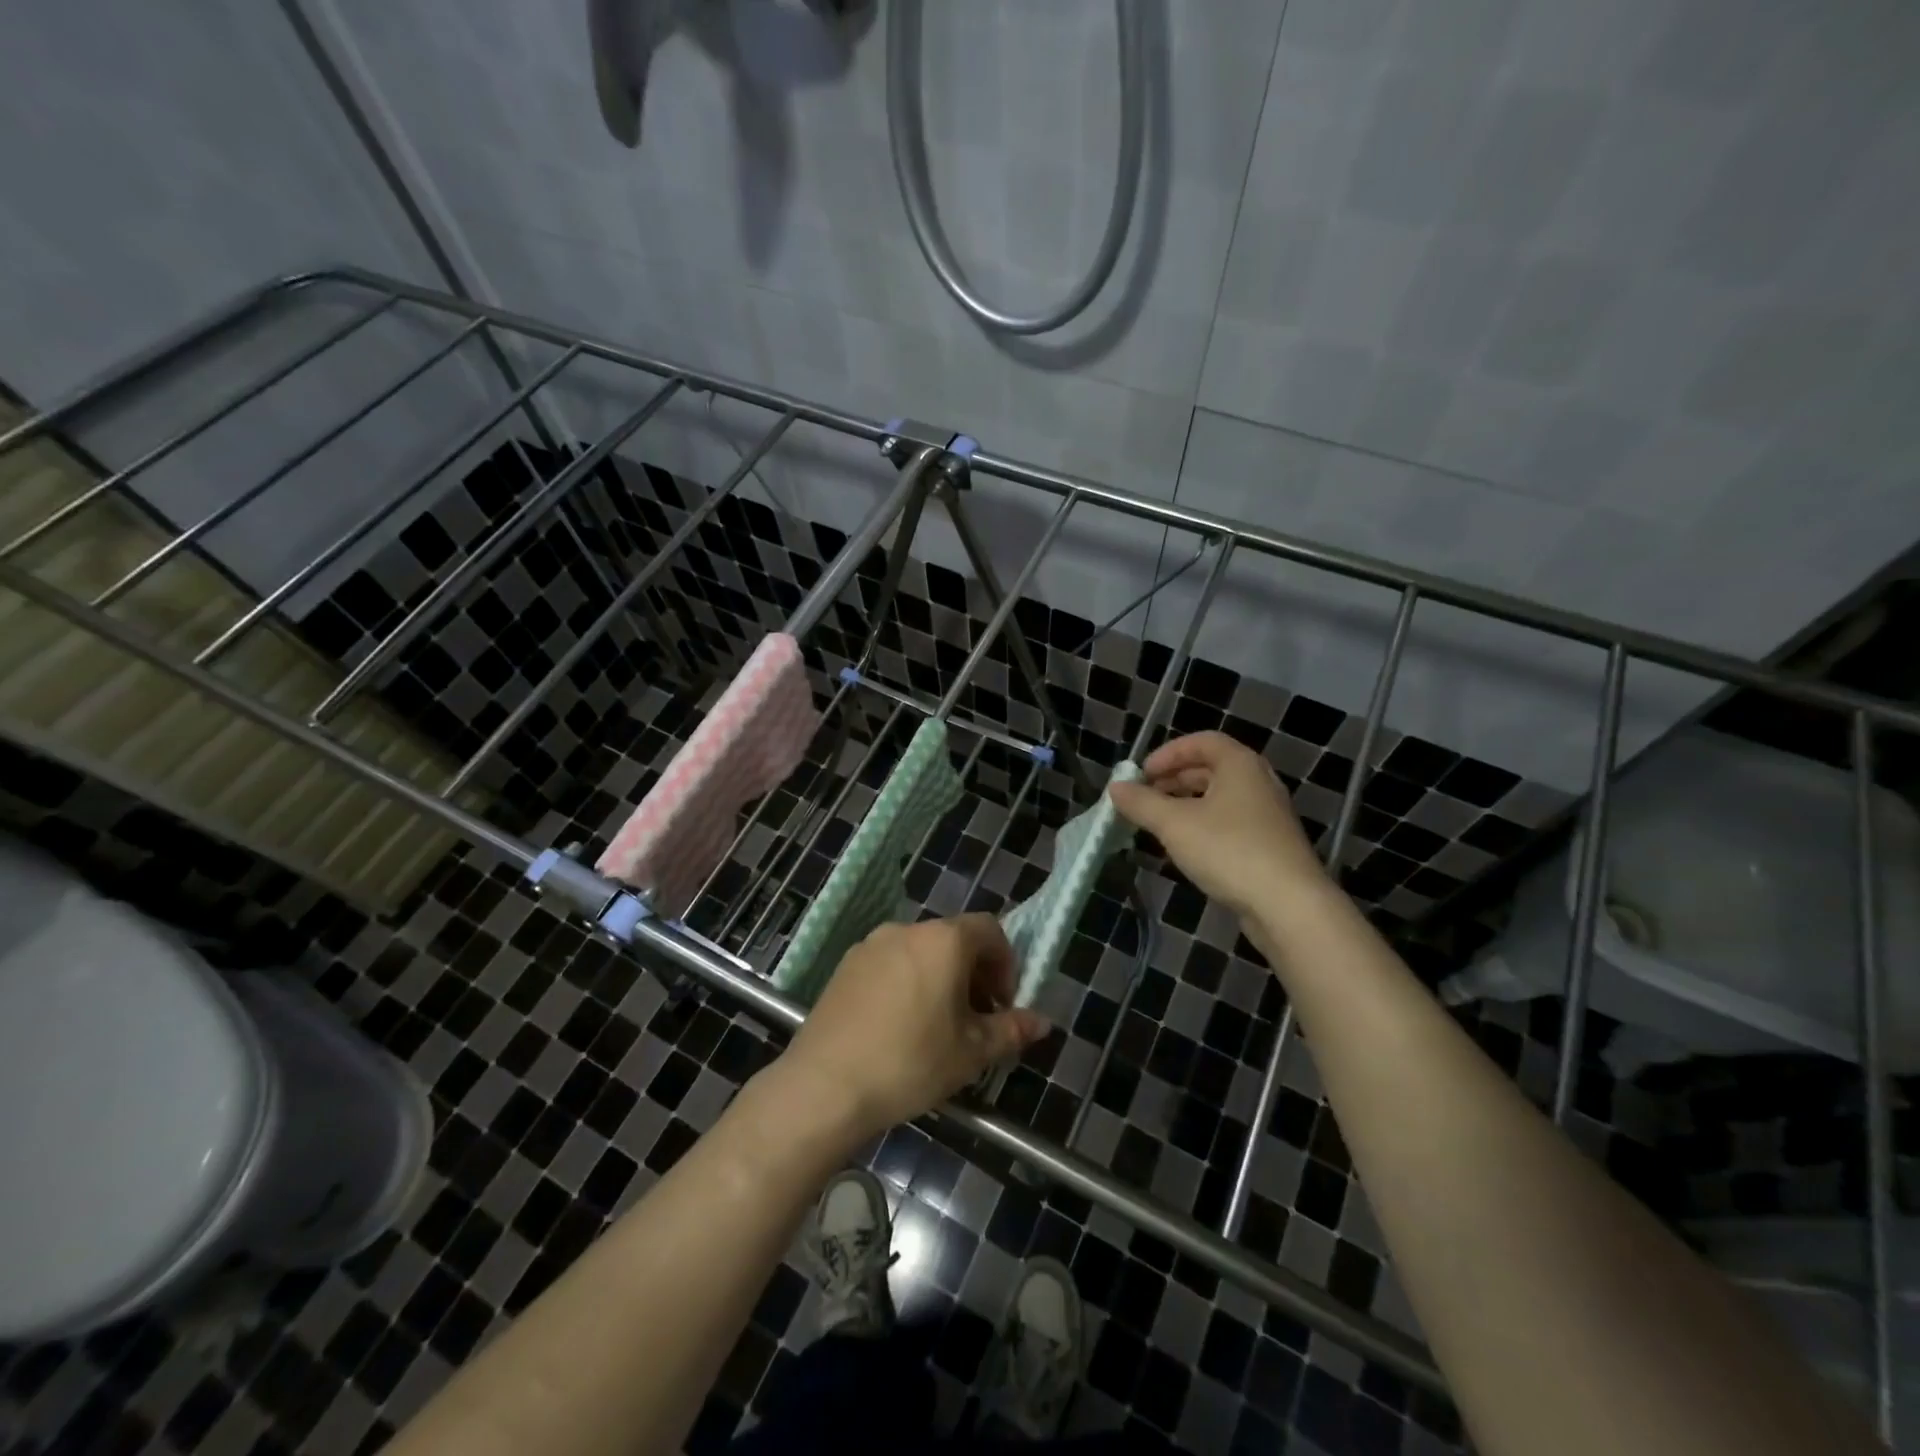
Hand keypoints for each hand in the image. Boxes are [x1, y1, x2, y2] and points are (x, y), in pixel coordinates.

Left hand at [774, 914, 1049, 1143]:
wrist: (825, 1085)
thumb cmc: (910, 1062)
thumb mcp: (971, 1052)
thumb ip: (1011, 1030)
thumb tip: (1041, 1022)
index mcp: (944, 940)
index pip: (990, 930)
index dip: (1006, 963)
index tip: (1002, 1004)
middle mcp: (907, 930)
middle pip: (954, 938)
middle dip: (974, 973)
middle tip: (976, 1020)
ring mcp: (871, 945)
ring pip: (921, 951)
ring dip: (941, 978)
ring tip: (939, 1026)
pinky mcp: (846, 966)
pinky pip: (890, 963)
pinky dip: (908, 982)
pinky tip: (900, 1026)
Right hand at [1109, 731, 1325, 917]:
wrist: (1289, 905)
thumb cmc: (1229, 850)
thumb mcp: (1174, 824)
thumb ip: (1142, 803)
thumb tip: (1115, 787)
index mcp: (1240, 765)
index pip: (1202, 741)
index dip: (1168, 753)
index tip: (1141, 774)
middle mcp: (1258, 782)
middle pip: (1210, 769)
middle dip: (1173, 780)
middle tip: (1144, 798)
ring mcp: (1268, 815)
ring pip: (1220, 798)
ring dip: (1186, 805)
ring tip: (1158, 824)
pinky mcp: (1270, 845)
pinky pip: (1230, 823)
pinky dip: (1203, 826)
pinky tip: (1185, 848)